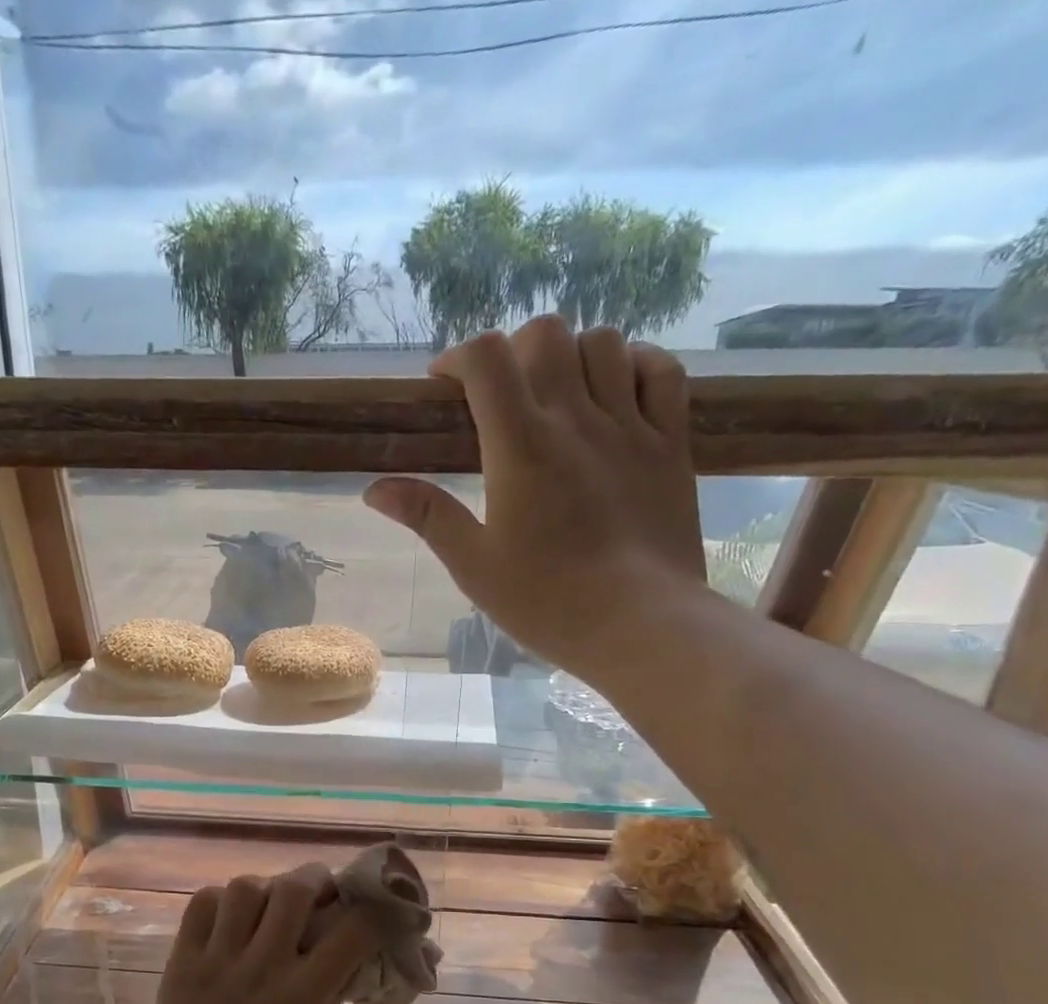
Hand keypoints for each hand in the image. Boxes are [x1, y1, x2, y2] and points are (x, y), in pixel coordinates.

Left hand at [132, 865, 378, 1003]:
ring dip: (265, 888)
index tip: (380, 903)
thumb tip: (353, 939)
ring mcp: (216, 960)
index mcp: (300, 998)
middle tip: (318, 889)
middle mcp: (260, 970)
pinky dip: (221, 901)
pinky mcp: (181, 958)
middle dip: (314, 878)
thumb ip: (329, 984)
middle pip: (293, 890)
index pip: (352, 932)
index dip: (376, 910)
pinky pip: (203, 902)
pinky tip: (230, 918)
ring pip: (245, 887)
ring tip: (268, 905)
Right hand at [364, 317, 708, 675]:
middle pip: (546, 335)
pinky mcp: (672, 443)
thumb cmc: (547, 601)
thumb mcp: (473, 565)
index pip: (486, 359)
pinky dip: (635, 364)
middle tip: (500, 394)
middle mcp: (576, 418)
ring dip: (571, 355)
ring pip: (604, 342)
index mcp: (520, 446)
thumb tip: (374, 489)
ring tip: (556, 394)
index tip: (445, 386)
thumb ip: (427, 516)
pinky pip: (661, 371)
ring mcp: (631, 425)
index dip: (459, 357)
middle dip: (513, 351)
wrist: (640, 625)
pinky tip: (616, 389)